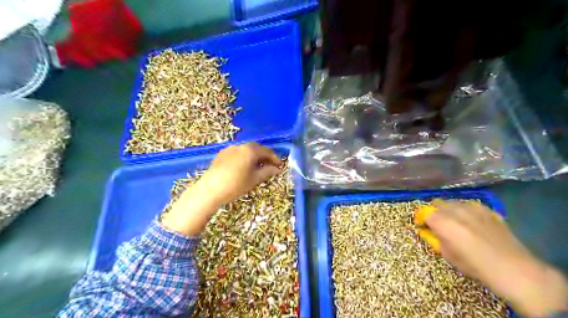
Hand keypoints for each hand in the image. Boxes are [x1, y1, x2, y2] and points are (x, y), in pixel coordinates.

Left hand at [197, 142, 282, 206]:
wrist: (210, 190)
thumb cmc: (236, 184)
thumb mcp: (255, 179)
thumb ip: (267, 171)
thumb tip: (277, 169)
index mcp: (250, 150)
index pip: (267, 151)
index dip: (275, 159)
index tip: (280, 166)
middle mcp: (240, 146)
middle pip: (256, 148)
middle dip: (265, 156)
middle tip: (270, 166)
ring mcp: (229, 149)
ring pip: (246, 150)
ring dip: (254, 157)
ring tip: (258, 167)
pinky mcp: (221, 154)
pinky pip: (237, 153)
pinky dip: (244, 158)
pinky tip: (244, 167)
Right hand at [426, 200, 567, 316]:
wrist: (513, 269)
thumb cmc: (474, 265)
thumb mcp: (447, 255)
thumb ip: (435, 239)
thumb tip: (428, 231)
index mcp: (442, 222)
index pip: (424, 213)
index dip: (422, 219)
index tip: (423, 226)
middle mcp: (455, 210)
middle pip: (437, 203)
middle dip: (435, 211)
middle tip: (439, 224)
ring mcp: (473, 208)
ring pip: (454, 202)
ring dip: (450, 210)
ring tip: (456, 222)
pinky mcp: (488, 210)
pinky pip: (471, 206)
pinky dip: (467, 211)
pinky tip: (473, 223)